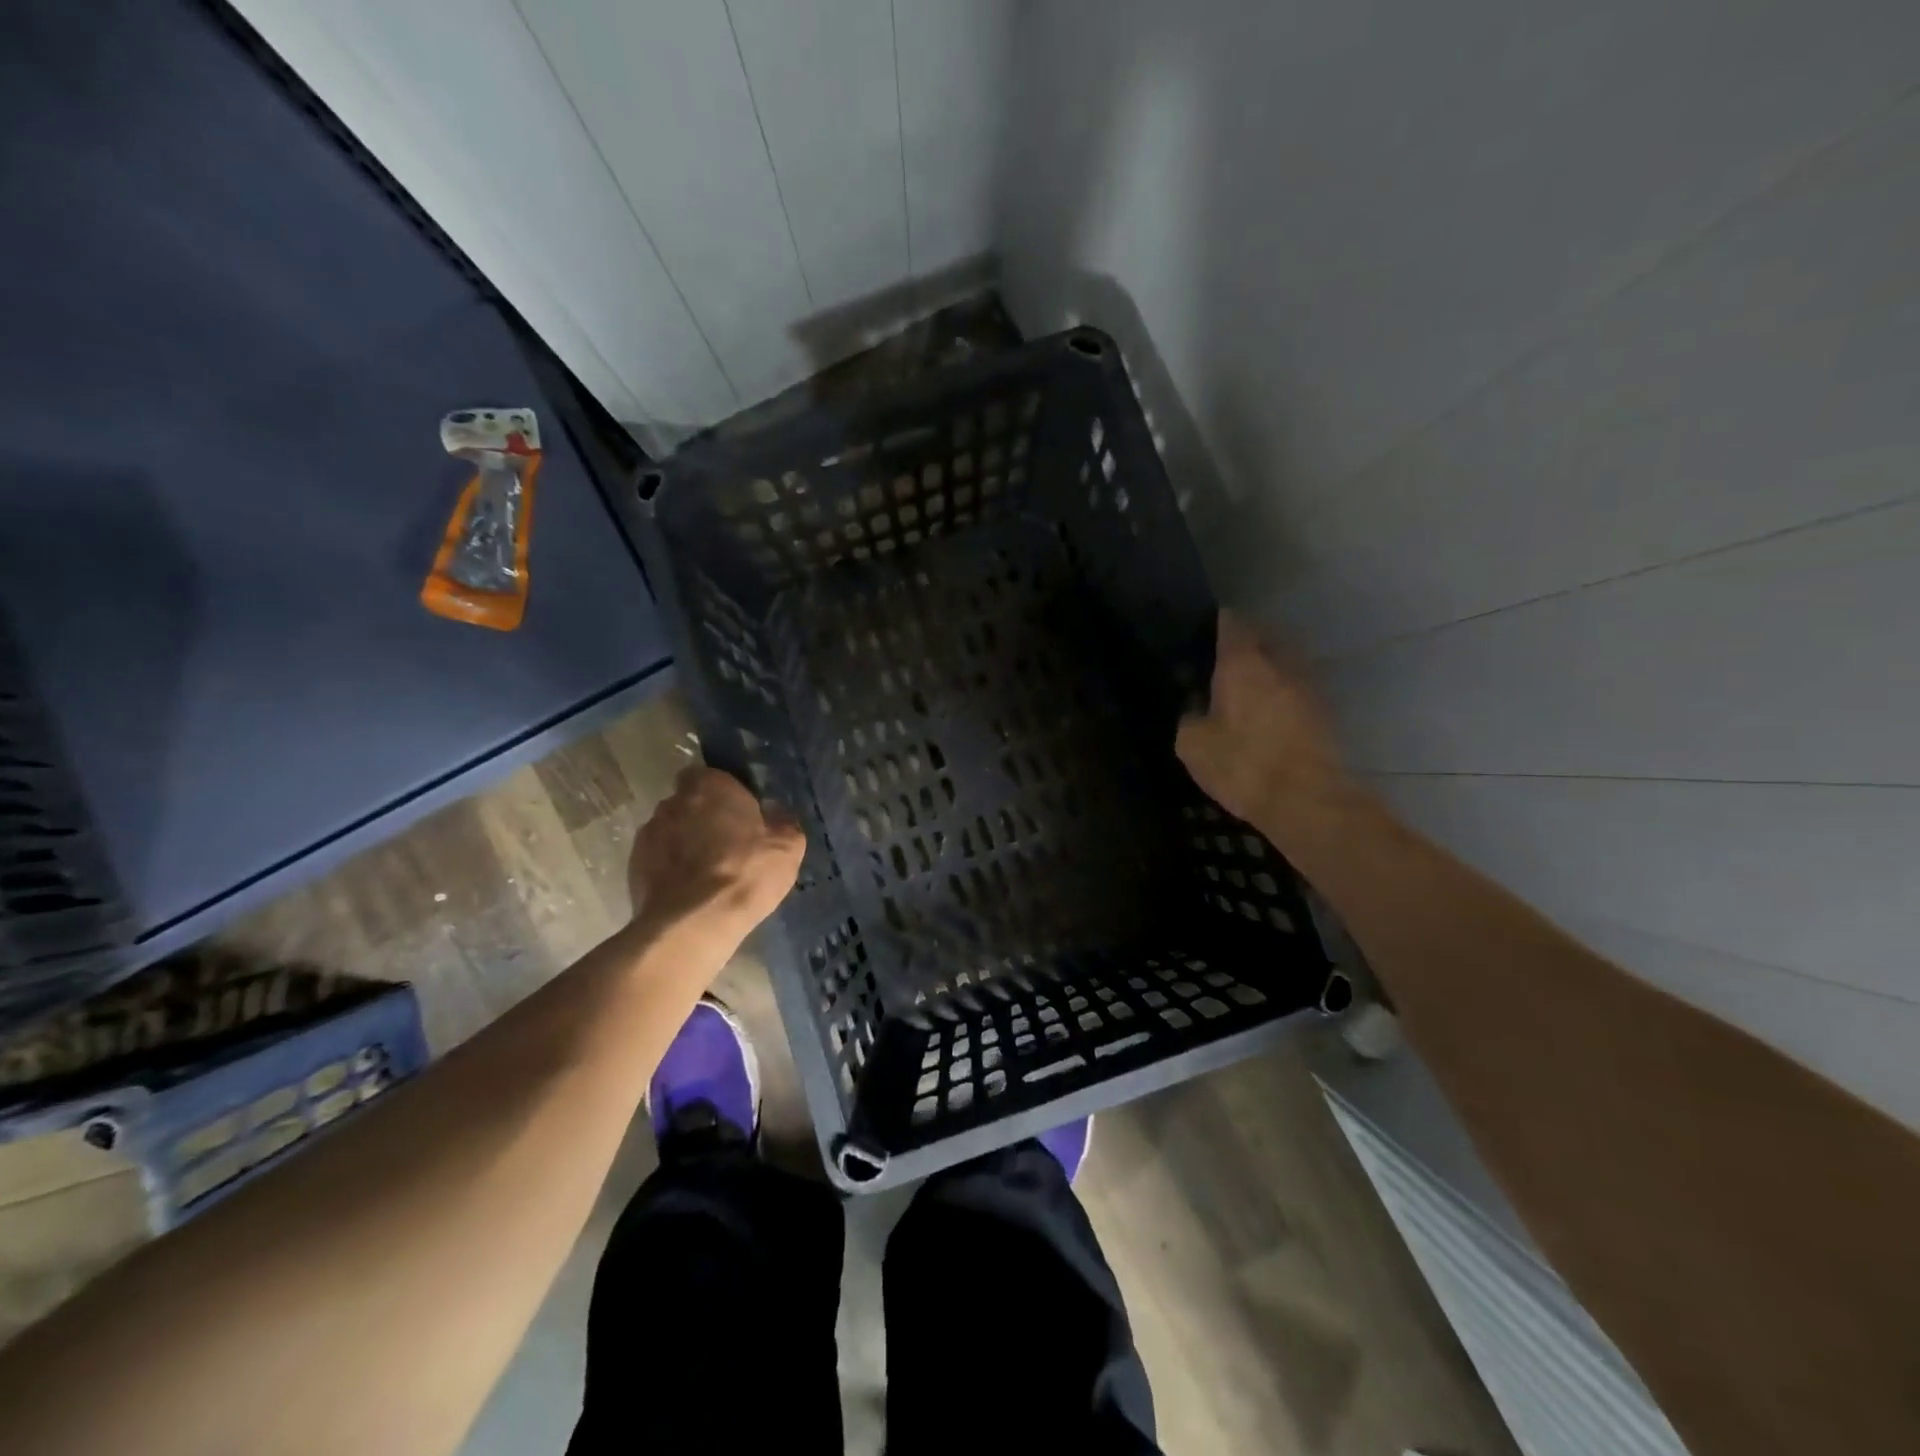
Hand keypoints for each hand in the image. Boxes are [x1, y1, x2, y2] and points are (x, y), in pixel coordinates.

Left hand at [628, 766, 805, 934]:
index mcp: (711, 786)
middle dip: (703, 818)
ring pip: (671, 831)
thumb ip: (782, 821)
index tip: (740, 814)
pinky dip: (670, 869)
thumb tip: (775, 813)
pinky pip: (657, 860)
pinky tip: (689, 891)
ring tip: (706, 873)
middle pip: (689, 803)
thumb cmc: (746, 872)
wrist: (693, 923)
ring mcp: (648, 834)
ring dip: (684, 844)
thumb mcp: (787, 847)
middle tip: (726, 844)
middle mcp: (673, 802)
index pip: (711, 775)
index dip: (725, 794)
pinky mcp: (633, 866)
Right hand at [1175, 610, 1351, 828]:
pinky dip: (1280, 700)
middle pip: (1263, 642)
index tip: (1204, 629)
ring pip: (1283, 669)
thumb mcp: (1193, 745)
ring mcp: (1308, 689)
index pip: (1232, 624)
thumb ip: (1190, 719)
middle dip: (1244, 649)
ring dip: (1266, 676)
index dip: (1218, 623)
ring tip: (1244, 694)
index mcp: (1243, 663)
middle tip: (1221, 666)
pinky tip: (1265, 720)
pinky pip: (1295, 696)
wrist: (1307, 802)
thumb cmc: (1243, 764)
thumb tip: (1196, 713)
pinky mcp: (1325, 716)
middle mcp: (1280, 665)